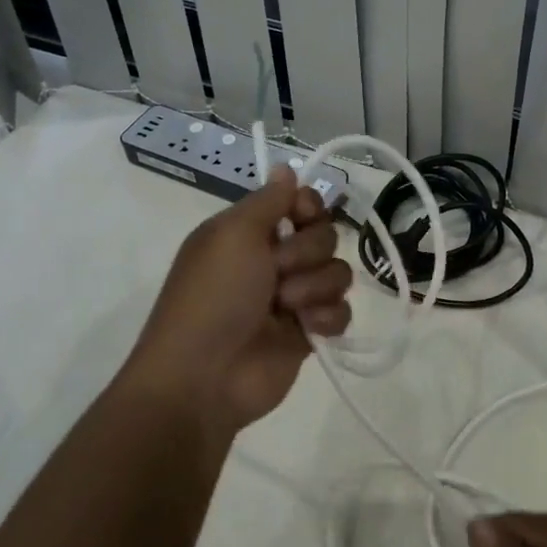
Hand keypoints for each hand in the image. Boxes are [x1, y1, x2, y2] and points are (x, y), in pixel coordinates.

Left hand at [129, 168, 352, 432]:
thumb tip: (285, 168)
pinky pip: (342, 311)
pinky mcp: (309, 332)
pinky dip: (327, 317)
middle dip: (307, 252)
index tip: (302, 215)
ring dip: (315, 287)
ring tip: (288, 308)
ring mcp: (293, 297)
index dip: (309, 206)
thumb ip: (268, 200)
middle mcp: (272, 260)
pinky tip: (307, 329)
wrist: (204, 377)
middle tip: (278, 272)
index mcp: (249, 233)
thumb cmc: (214, 296)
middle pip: (324, 235)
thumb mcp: (233, 234)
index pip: (300, 202)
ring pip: (337, 272)